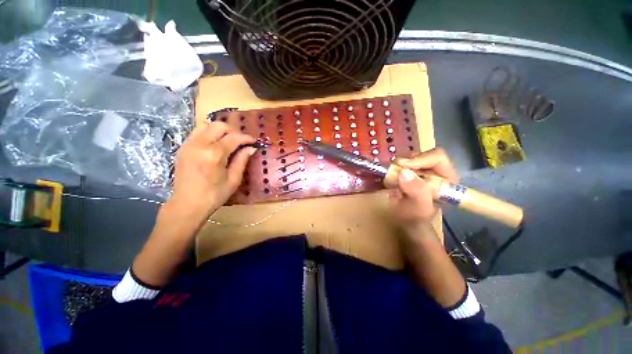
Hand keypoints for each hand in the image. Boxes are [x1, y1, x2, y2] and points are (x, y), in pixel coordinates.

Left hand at [164, 122, 255, 224]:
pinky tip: (215, 145)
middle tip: (241, 141)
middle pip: (218, 126)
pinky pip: (197, 132)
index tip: (253, 141)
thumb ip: (242, 160)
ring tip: (228, 141)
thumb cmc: (214, 195)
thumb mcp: (233, 180)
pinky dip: (209, 134)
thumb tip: (251, 148)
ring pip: (206, 125)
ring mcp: (188, 145)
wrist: (187, 204)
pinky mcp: (183, 148)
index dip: (246, 138)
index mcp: (214, 155)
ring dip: (220, 130)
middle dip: (233, 131)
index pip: (233, 138)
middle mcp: (200, 145)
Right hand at [389, 148, 458, 225]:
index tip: (402, 166)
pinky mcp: (410, 172)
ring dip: (398, 165)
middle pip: (421, 155)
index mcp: (447, 178)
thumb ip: (416, 192)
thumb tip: (404, 172)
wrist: (407, 222)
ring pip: (409, 157)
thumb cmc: (417, 219)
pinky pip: (401, 164)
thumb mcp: (419, 209)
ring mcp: (421, 170)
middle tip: (394, 171)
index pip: (437, 157)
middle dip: (406, 162)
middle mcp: (436, 171)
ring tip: (392, 177)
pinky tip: (390, 178)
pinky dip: (394, 168)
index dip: (420, 159)